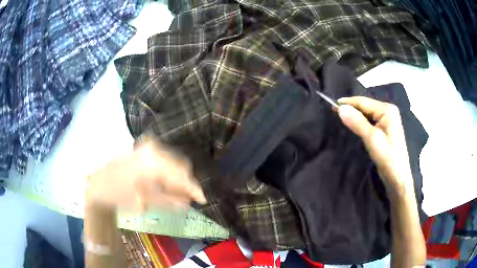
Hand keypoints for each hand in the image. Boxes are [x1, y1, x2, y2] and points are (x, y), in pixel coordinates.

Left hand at [85, 141, 205, 211]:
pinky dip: (169, 173)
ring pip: (174, 161)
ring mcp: (148, 147)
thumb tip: (190, 203)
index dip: (194, 188)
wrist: (99, 184)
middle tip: (187, 199)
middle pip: (181, 165)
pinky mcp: (145, 150)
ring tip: (175, 194)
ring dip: (177, 178)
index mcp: (153, 161)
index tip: (202, 199)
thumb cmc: (120, 195)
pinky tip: (166, 185)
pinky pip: (165, 160)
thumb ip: (170, 201)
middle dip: (186, 183)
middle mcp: (154, 149)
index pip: (182, 173)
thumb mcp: (146, 202)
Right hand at [337, 97, 412, 189]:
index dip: (348, 103)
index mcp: (387, 110)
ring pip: (367, 114)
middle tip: (334, 113)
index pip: (363, 102)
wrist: (398, 177)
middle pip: (366, 106)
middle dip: (351, 109)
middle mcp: (388, 111)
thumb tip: (341, 108)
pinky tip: (354, 126)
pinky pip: (370, 121)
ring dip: (355, 116)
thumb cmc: (387, 157)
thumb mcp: (372, 139)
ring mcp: (387, 120)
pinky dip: (361, 123)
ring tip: (341, 119)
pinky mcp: (385, 129)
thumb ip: (357, 122)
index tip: (332, 105)